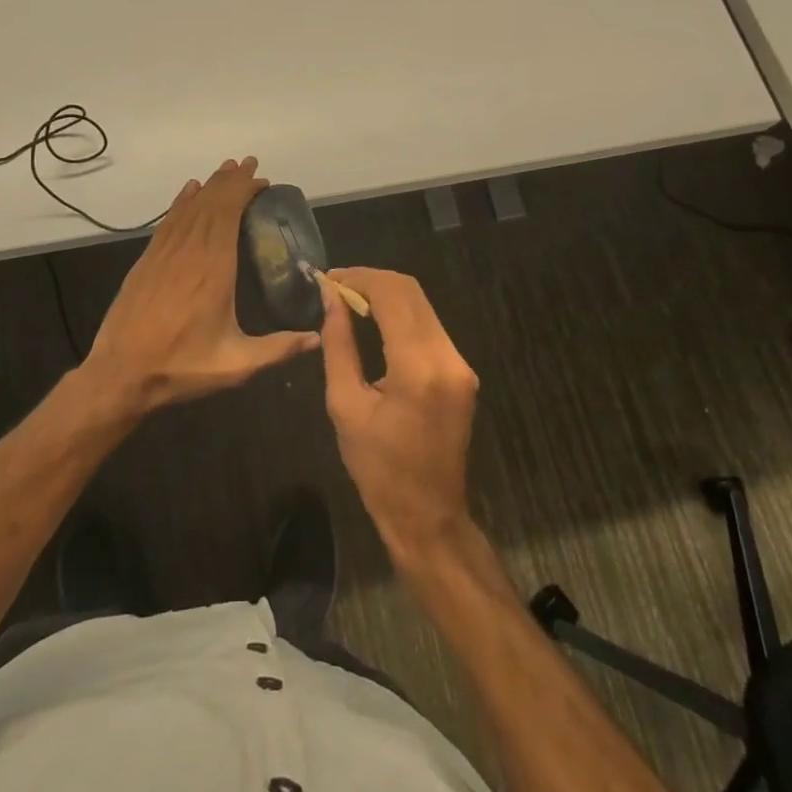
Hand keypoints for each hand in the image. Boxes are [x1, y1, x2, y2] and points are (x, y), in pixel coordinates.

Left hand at [82, 158, 319, 413]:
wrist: (119, 374)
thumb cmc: (181, 367)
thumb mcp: (235, 364)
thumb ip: (278, 349)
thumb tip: (318, 338)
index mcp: (213, 269)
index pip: (228, 214)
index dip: (243, 191)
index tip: (261, 180)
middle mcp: (188, 252)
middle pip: (210, 203)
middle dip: (230, 181)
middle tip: (250, 164)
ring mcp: (164, 254)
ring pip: (189, 208)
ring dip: (209, 186)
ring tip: (226, 170)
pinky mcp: (147, 261)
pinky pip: (168, 221)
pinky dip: (181, 201)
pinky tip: (189, 190)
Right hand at [318, 267, 478, 561]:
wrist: (427, 514)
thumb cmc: (377, 467)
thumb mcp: (345, 405)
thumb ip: (338, 345)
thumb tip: (330, 298)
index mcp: (417, 368)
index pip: (392, 295)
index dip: (359, 278)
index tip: (329, 279)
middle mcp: (447, 357)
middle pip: (412, 292)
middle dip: (372, 280)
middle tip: (337, 286)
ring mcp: (460, 364)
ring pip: (423, 305)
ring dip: (387, 294)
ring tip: (350, 300)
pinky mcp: (462, 371)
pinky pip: (430, 326)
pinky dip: (401, 314)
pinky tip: (375, 321)